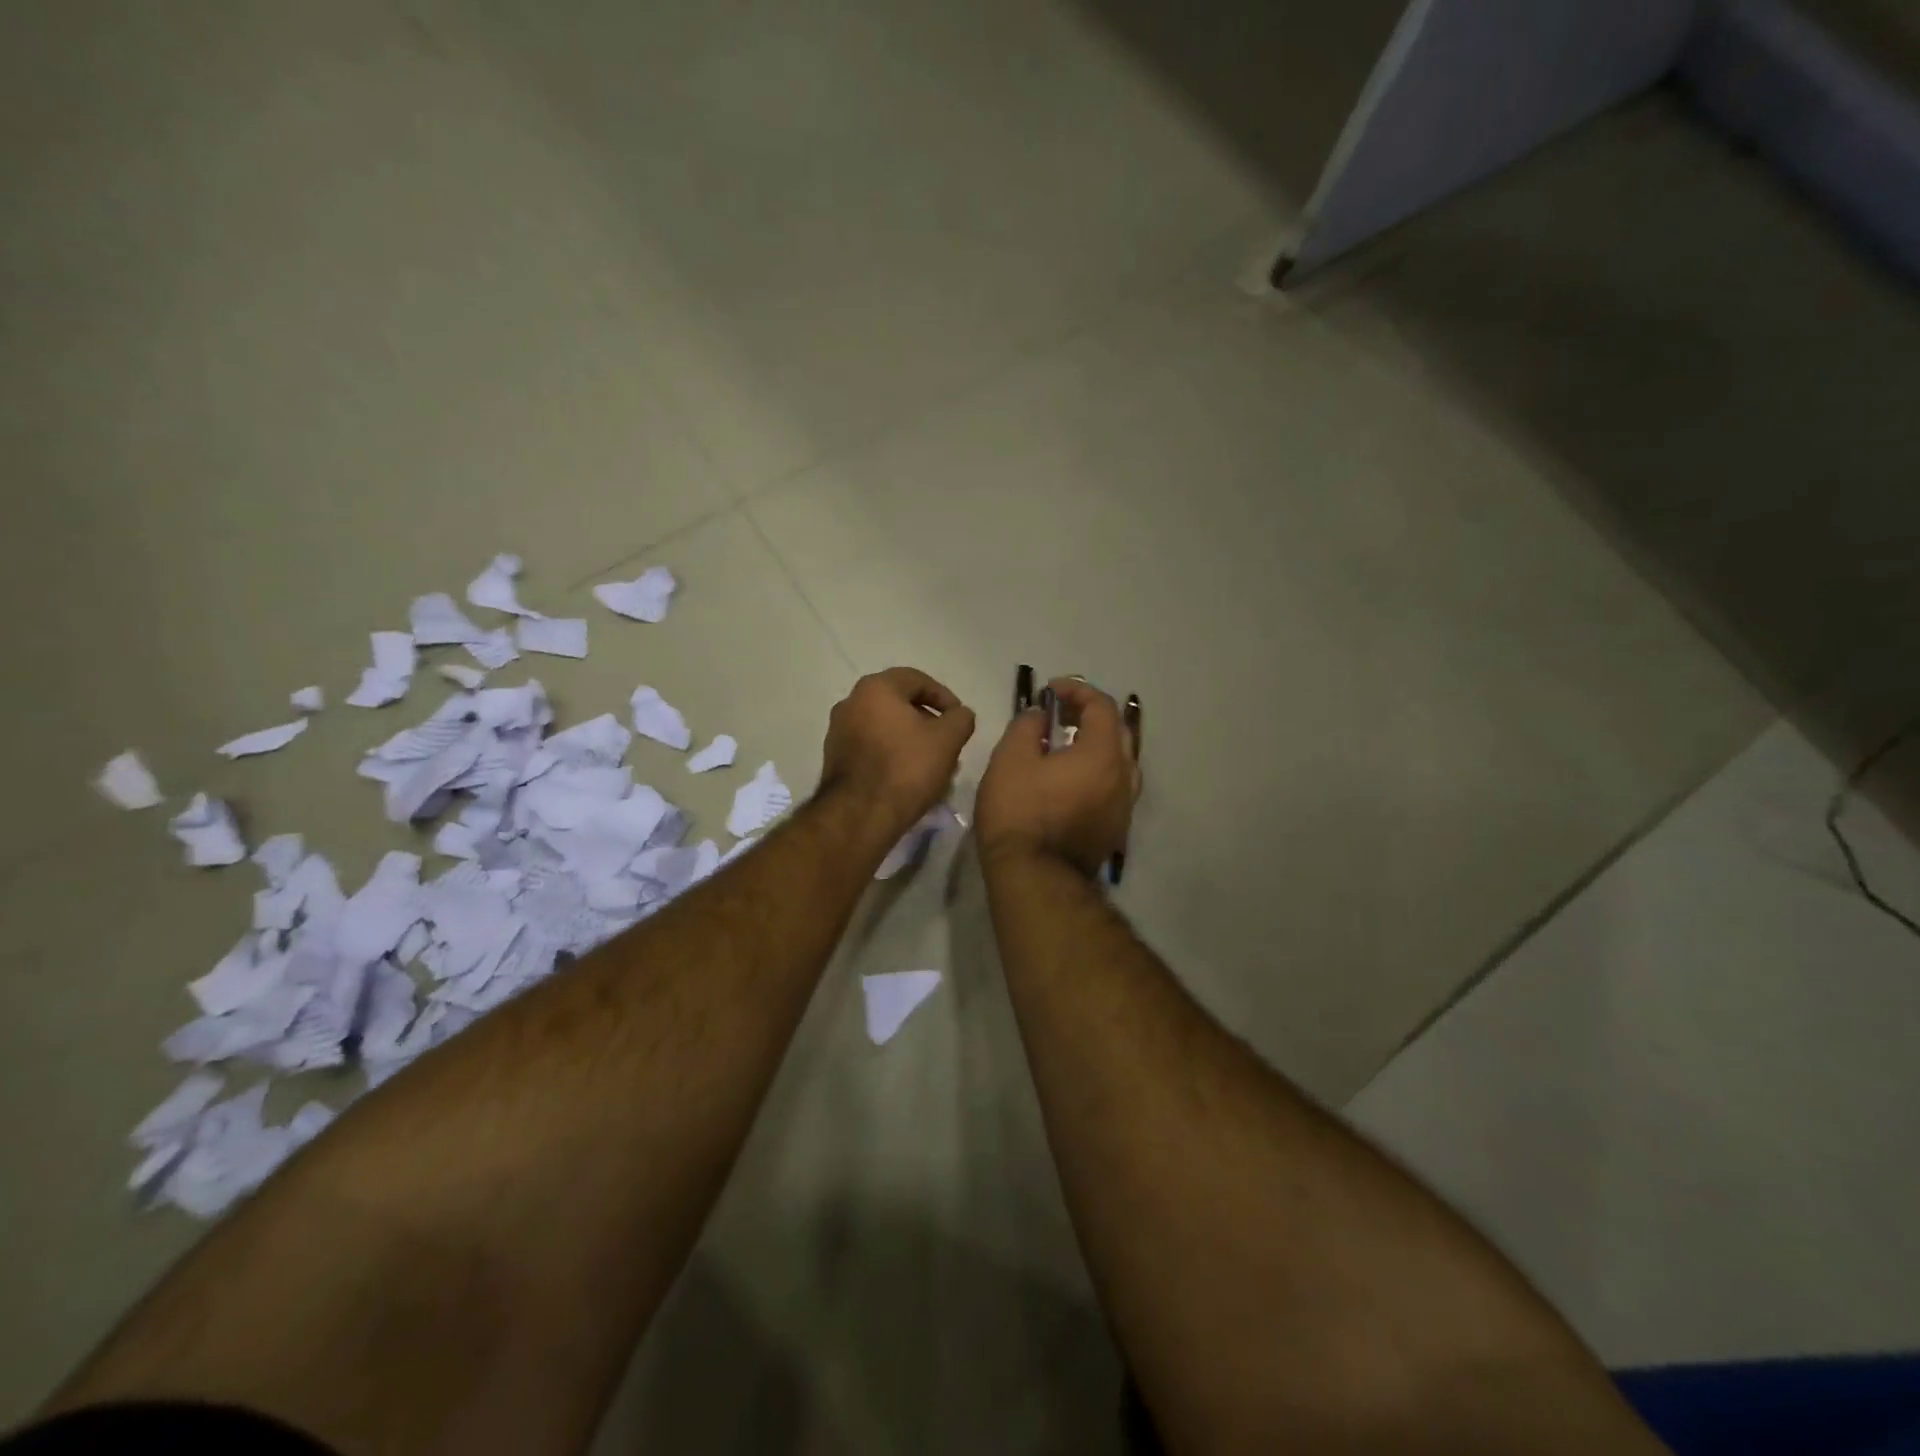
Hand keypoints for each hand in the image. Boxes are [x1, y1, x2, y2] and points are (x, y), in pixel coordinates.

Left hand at [820, 668, 976, 841]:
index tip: (960, 719)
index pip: (917, 680)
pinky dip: (893, 755)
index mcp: (876, 688)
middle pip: (899, 704)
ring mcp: (838, 731)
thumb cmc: (906, 768)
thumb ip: (961, 719)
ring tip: (933, 765)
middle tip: (949, 742)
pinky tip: (910, 777)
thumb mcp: (947, 740)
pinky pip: (872, 747)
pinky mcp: (835, 759)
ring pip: (886, 728)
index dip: (944, 697)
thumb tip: (960, 714)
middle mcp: (851, 702)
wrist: (859, 815)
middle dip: (928, 722)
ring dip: (912, 740)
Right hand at [976, 678, 1138, 876]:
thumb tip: (1041, 714)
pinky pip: (1113, 787)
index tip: (1049, 690)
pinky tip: (1070, 779)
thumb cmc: (1019, 812)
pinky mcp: (1115, 829)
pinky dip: (1096, 771)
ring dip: (1096, 744)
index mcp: (1103, 754)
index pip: (1102, 706)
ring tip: (1066, 744)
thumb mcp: (1011, 759)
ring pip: (1120, 762)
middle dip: (1090, 714)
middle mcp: (1123, 776)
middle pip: (1118, 731)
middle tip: (1060, 713)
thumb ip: (1028, 725)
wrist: (1034, 876)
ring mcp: (1123, 806)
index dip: (1076, 690)